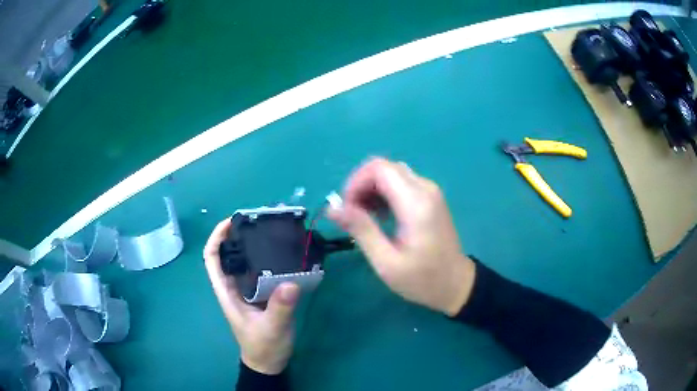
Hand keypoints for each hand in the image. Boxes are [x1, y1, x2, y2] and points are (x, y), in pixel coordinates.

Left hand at [204, 218, 299, 374]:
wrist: (270, 362)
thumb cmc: (263, 347)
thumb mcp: (272, 329)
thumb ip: (279, 308)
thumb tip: (290, 282)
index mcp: (226, 291)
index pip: (212, 259)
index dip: (216, 237)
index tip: (232, 221)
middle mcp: (234, 286)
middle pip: (229, 254)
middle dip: (238, 234)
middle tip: (259, 220)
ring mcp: (249, 289)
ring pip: (246, 260)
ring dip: (254, 244)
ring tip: (273, 230)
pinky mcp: (263, 293)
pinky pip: (263, 270)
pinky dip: (269, 257)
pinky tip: (285, 252)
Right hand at [328, 157, 475, 315]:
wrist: (456, 284)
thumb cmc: (422, 279)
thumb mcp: (386, 262)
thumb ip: (361, 230)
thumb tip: (332, 207)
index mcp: (416, 203)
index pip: (379, 168)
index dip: (355, 182)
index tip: (346, 209)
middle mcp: (425, 188)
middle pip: (384, 167)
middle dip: (361, 186)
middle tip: (352, 215)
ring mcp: (430, 191)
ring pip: (392, 173)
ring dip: (371, 190)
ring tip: (364, 218)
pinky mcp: (430, 197)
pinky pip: (401, 183)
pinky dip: (384, 193)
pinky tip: (380, 216)